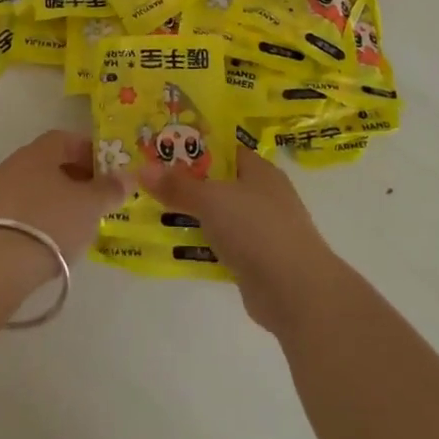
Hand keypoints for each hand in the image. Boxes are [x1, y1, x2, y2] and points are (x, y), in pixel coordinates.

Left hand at [0, 130, 128, 290]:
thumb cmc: (50, 223)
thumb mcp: (90, 206)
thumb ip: (110, 189)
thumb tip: (127, 176)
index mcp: (38, 152)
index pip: (65, 139)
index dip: (88, 151)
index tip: (106, 171)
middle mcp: (13, 164)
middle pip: (48, 162)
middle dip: (74, 176)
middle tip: (94, 198)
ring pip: (33, 186)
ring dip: (54, 198)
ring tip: (75, 222)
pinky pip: (19, 209)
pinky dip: (37, 216)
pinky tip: (49, 238)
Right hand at [136, 150, 343, 333]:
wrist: (296, 292)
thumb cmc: (257, 229)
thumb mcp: (211, 200)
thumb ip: (177, 185)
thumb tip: (141, 169)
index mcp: (259, 170)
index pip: (223, 149)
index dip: (193, 146)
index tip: (160, 147)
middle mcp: (262, 195)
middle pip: (218, 182)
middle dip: (186, 182)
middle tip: (148, 179)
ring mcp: (261, 229)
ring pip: (218, 215)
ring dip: (191, 215)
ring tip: (151, 209)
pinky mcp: (256, 260)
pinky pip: (221, 244)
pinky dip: (201, 244)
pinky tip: (174, 245)